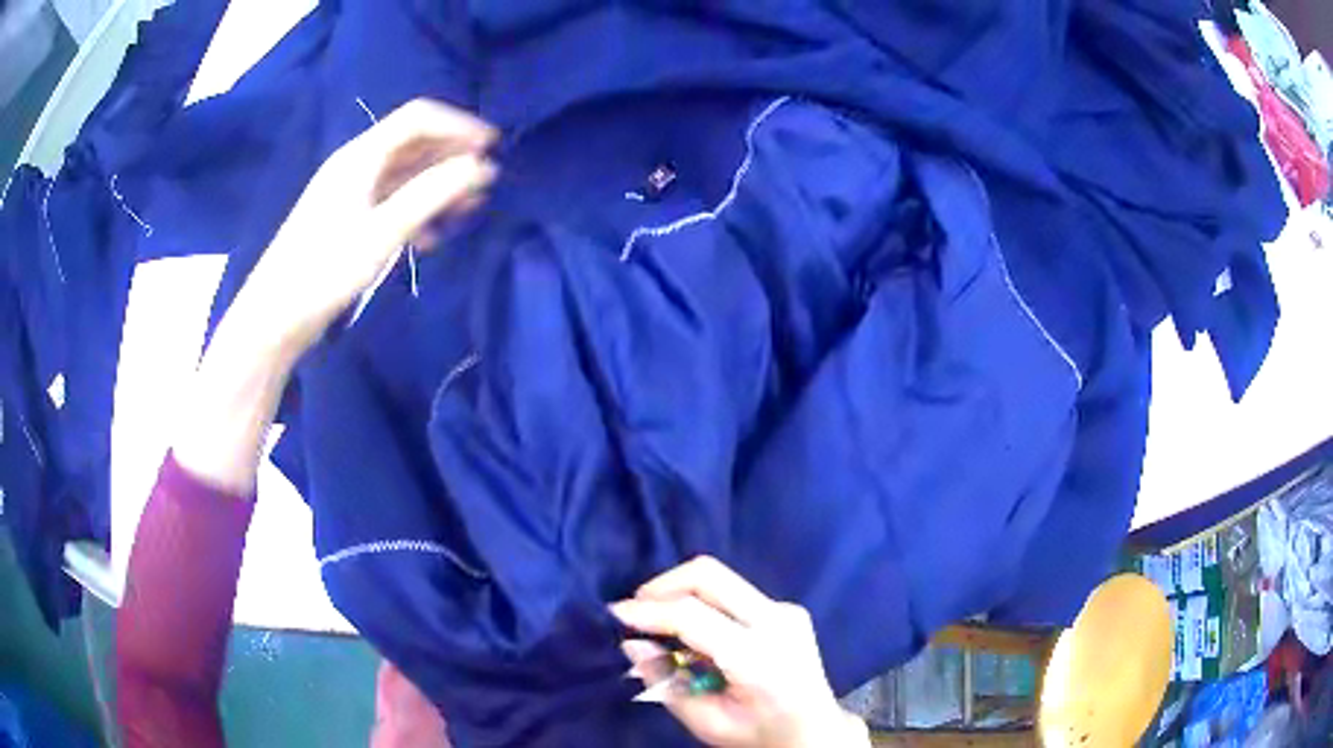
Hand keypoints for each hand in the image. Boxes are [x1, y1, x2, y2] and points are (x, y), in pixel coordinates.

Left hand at [173, 99, 494, 495]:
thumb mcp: (382, 232)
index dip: (458, 125)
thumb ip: (432, 195)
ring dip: (438, 186)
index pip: (418, 119)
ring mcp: (351, 193)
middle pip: (413, 143)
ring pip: (404, 175)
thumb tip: (480, 167)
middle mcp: (356, 165)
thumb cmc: (324, 271)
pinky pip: (391, 201)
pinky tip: (431, 238)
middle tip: (484, 182)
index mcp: (360, 156)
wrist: (275, 317)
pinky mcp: (348, 220)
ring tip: (467, 210)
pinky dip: (417, 211)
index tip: (492, 148)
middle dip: (451, 156)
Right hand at [611, 557, 868, 747]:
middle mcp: (777, 622)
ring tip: (661, 624)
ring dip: (681, 592)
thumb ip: (666, 683)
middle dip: (662, 585)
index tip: (615, 613)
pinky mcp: (788, 608)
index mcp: (757, 658)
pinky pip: (733, 593)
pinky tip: (697, 634)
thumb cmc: (757, 734)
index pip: (693, 616)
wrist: (815, 731)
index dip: (649, 610)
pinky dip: (703, 604)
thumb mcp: (706, 723)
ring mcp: (787, 610)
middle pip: (709, 576)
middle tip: (635, 610)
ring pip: (720, 578)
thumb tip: (633, 644)